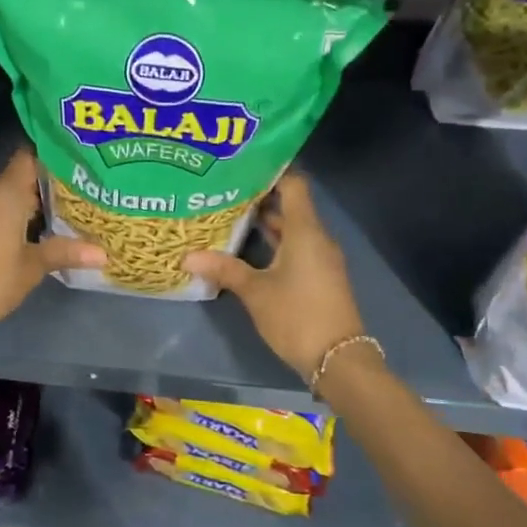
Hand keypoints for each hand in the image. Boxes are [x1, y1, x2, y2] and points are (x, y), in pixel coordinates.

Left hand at [0, 149, 104, 342]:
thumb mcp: (33, 266)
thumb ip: (66, 252)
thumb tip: (104, 253)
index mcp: (4, 192)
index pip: (29, 157)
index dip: (52, 158)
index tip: (76, 166)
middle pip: (18, 178)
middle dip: (44, 188)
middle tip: (77, 197)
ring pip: (3, 196)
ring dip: (25, 205)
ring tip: (58, 217)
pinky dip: (8, 217)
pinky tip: (28, 234)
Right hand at [182, 173, 365, 379]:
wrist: (338, 359)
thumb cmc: (297, 315)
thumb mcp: (255, 292)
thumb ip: (224, 270)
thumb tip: (188, 257)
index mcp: (305, 231)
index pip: (293, 184)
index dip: (271, 171)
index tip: (242, 167)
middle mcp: (317, 238)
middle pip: (291, 206)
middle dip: (260, 199)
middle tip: (226, 192)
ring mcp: (321, 259)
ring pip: (293, 230)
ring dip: (267, 224)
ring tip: (231, 217)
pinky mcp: (320, 277)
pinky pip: (297, 249)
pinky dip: (276, 244)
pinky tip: (249, 250)